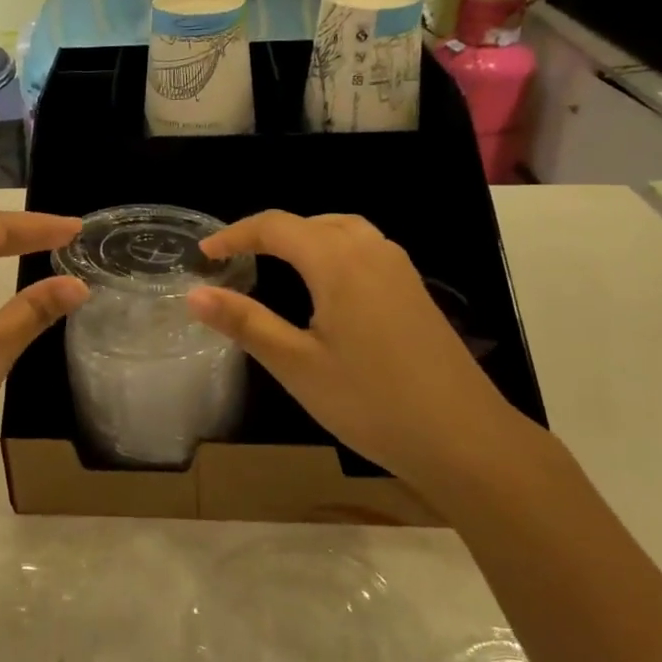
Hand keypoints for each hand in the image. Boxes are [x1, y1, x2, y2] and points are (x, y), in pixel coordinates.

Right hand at [187, 211, 541, 509]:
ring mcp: (399, 269)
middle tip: (234, 260)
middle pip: (309, 222)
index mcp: (337, 261)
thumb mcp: (297, 365)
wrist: (466, 439)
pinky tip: (326, 287)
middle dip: (266, 234)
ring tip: (275, 263)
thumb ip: (245, 323)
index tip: (204, 254)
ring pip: (340, 230)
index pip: (275, 226)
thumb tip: (194, 294)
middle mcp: (370, 250)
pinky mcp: (414, 290)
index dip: (234, 235)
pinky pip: (363, 249)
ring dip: (302, 237)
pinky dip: (331, 250)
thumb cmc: (372, 402)